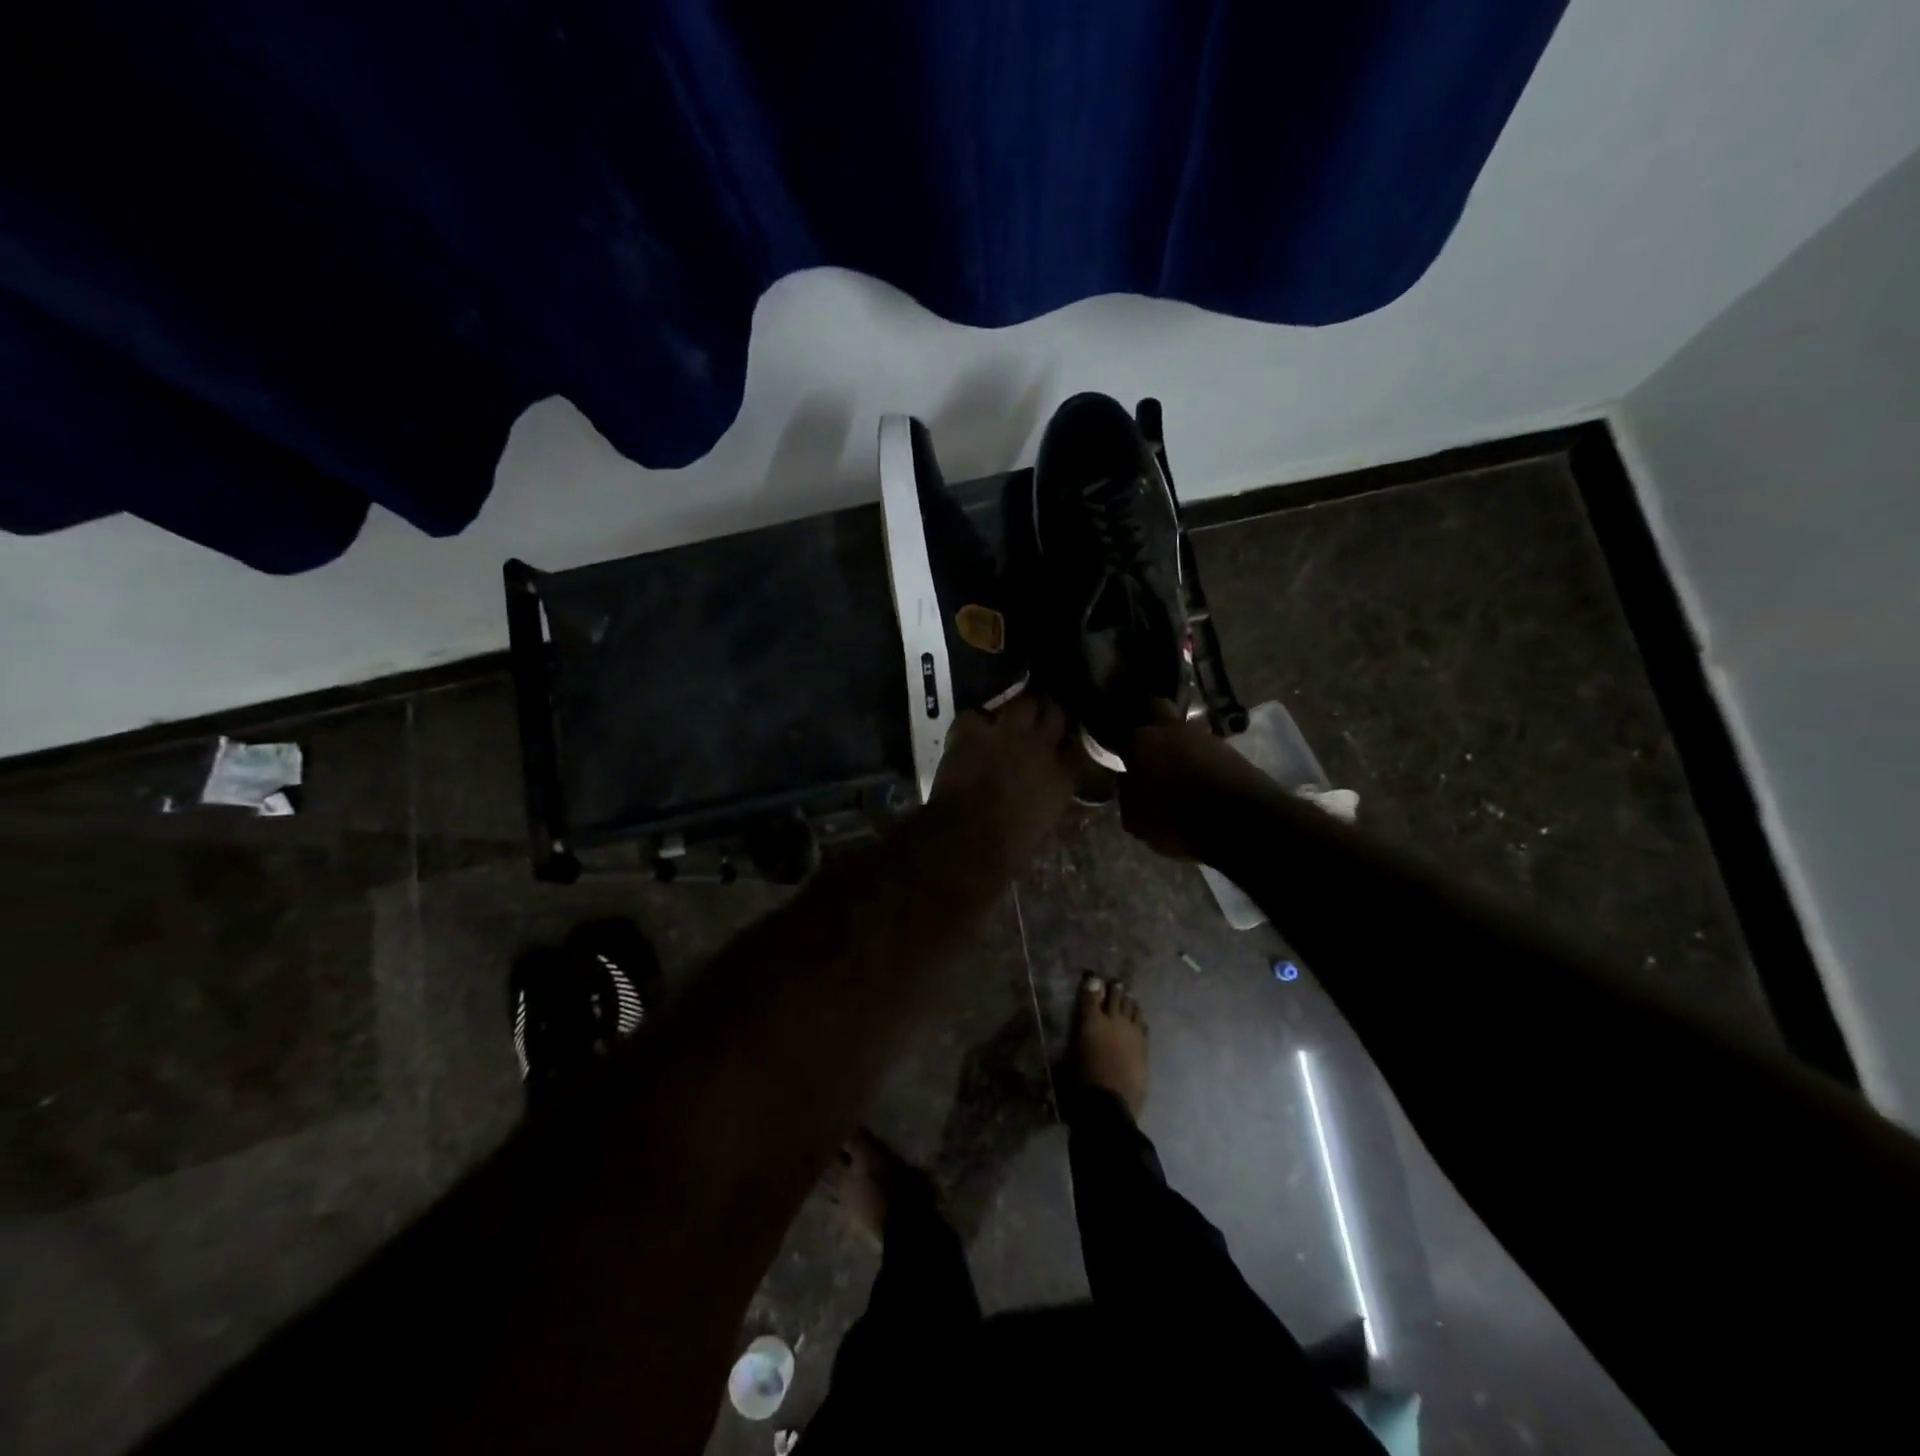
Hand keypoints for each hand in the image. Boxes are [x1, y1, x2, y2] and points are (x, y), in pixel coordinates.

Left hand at [931, 695, 1074, 867]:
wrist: (969, 837)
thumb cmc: (1012, 845)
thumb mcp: (1050, 831)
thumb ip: (1068, 815)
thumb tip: (1083, 812)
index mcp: (1063, 773)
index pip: (1077, 745)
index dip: (1069, 742)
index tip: (1064, 744)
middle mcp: (1040, 745)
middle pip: (1054, 713)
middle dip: (1048, 715)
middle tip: (1039, 721)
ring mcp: (1006, 732)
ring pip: (1022, 704)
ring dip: (1018, 710)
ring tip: (1010, 718)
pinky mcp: (972, 730)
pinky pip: (975, 714)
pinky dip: (974, 723)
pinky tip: (971, 733)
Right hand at [1118, 703, 1278, 859]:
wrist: (1244, 822)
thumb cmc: (1177, 821)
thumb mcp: (1136, 818)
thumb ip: (1126, 793)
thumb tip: (1129, 780)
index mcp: (1139, 741)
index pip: (1116, 726)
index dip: (1109, 730)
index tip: (1106, 739)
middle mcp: (1169, 729)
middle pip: (1153, 706)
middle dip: (1144, 716)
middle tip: (1138, 737)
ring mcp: (1203, 735)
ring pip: (1180, 728)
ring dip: (1173, 741)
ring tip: (1170, 763)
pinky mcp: (1229, 748)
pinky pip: (1202, 747)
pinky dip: (1195, 757)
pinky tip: (1193, 774)